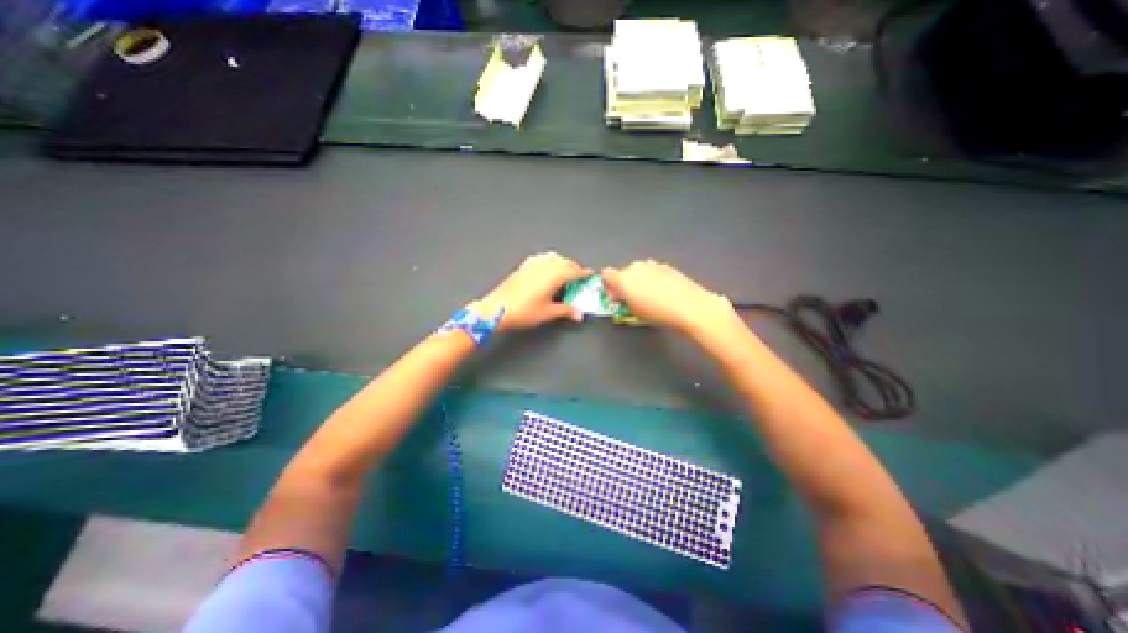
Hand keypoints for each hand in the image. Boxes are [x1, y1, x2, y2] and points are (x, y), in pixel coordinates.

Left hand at [471, 253, 591, 334]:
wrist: (497, 309)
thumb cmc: (524, 311)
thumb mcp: (548, 313)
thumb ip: (566, 310)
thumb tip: (579, 314)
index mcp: (554, 275)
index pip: (574, 271)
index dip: (584, 273)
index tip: (591, 275)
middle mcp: (545, 265)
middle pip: (565, 262)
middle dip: (574, 268)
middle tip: (579, 278)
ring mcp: (533, 264)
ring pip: (553, 257)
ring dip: (562, 263)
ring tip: (564, 273)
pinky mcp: (523, 266)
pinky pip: (541, 258)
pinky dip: (549, 261)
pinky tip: (547, 269)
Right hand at [604, 256, 736, 335]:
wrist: (689, 307)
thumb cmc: (658, 313)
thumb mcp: (634, 312)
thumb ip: (623, 301)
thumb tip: (620, 297)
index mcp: (623, 278)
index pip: (606, 274)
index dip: (609, 285)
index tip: (615, 296)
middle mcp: (635, 267)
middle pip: (623, 272)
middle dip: (625, 283)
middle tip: (633, 298)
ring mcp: (652, 265)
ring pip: (639, 270)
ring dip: (639, 280)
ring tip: (649, 295)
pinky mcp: (666, 266)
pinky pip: (652, 271)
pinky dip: (653, 278)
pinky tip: (663, 291)